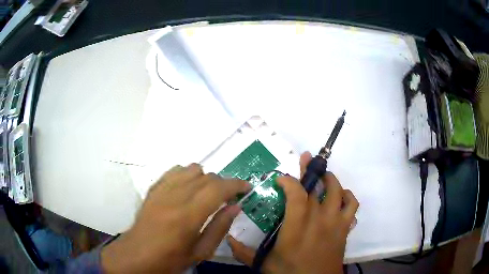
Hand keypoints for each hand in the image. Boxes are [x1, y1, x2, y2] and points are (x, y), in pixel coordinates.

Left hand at [101, 164, 250, 272]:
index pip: (218, 188)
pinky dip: (187, 175)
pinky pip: (174, 171)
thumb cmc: (171, 259)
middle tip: (229, 197)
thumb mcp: (200, 252)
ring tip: (208, 193)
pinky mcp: (153, 189)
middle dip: (223, 184)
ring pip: (191, 169)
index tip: (247, 188)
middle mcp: (175, 197)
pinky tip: (188, 188)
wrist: (137, 255)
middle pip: (206, 177)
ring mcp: (162, 190)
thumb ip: (219, 227)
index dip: (236, 184)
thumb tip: (235, 207)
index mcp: (188, 216)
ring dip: (205, 178)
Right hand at [228, 152, 358, 273]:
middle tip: (305, 159)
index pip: (296, 195)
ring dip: (330, 179)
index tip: (281, 177)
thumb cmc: (291, 273)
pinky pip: (352, 205)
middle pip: (317, 187)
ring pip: (337, 190)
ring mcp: (335, 222)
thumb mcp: (264, 264)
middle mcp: (318, 220)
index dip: (289, 181)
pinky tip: (339, 197)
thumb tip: (227, 239)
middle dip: (309, 171)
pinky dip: (347, 196)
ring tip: (323, 176)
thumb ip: (243, 252)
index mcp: (296, 228)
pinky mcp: (345, 228)